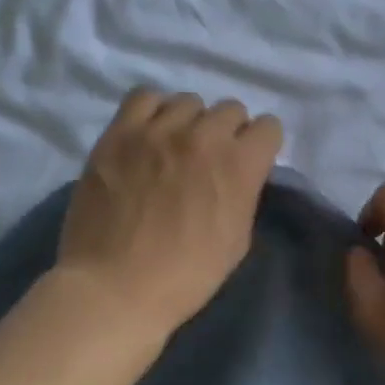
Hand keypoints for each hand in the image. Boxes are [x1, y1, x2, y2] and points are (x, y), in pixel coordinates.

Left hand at [57, 89, 283, 337]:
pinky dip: (153, 112)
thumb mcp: (237, 240)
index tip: (249, 164)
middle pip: (231, 110)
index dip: (260, 147)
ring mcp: (158, 130)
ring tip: (175, 148)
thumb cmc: (186, 276)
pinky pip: (144, 97)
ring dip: (191, 122)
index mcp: (239, 164)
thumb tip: (239, 174)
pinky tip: (148, 135)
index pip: (268, 127)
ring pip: (189, 102)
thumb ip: (244, 194)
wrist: (116, 287)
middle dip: (228, 133)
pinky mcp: (120, 133)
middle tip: (210, 161)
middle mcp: (204, 136)